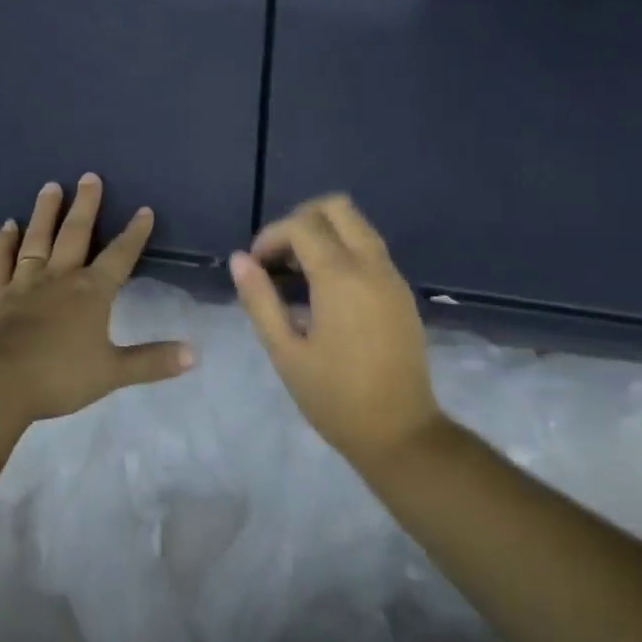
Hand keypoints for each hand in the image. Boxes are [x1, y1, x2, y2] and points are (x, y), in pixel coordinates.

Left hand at [0, 174, 194, 420]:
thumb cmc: (58, 376)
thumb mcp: (112, 372)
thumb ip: (152, 361)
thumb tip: (195, 355)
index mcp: (91, 292)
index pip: (120, 256)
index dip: (134, 233)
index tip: (144, 210)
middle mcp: (59, 277)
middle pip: (75, 234)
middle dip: (86, 205)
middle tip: (90, 176)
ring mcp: (23, 283)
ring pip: (38, 239)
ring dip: (46, 212)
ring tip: (51, 186)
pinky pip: (1, 261)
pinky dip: (5, 242)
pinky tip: (8, 225)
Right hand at [230, 194, 440, 462]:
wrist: (401, 433)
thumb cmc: (335, 397)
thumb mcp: (285, 351)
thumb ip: (260, 299)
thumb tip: (240, 259)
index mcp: (341, 277)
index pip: (302, 225)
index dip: (271, 236)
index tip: (255, 266)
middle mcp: (371, 265)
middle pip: (336, 208)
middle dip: (300, 220)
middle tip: (278, 257)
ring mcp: (392, 276)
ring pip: (357, 225)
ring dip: (323, 234)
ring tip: (296, 275)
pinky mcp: (401, 291)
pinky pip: (369, 249)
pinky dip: (343, 250)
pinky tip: (323, 291)